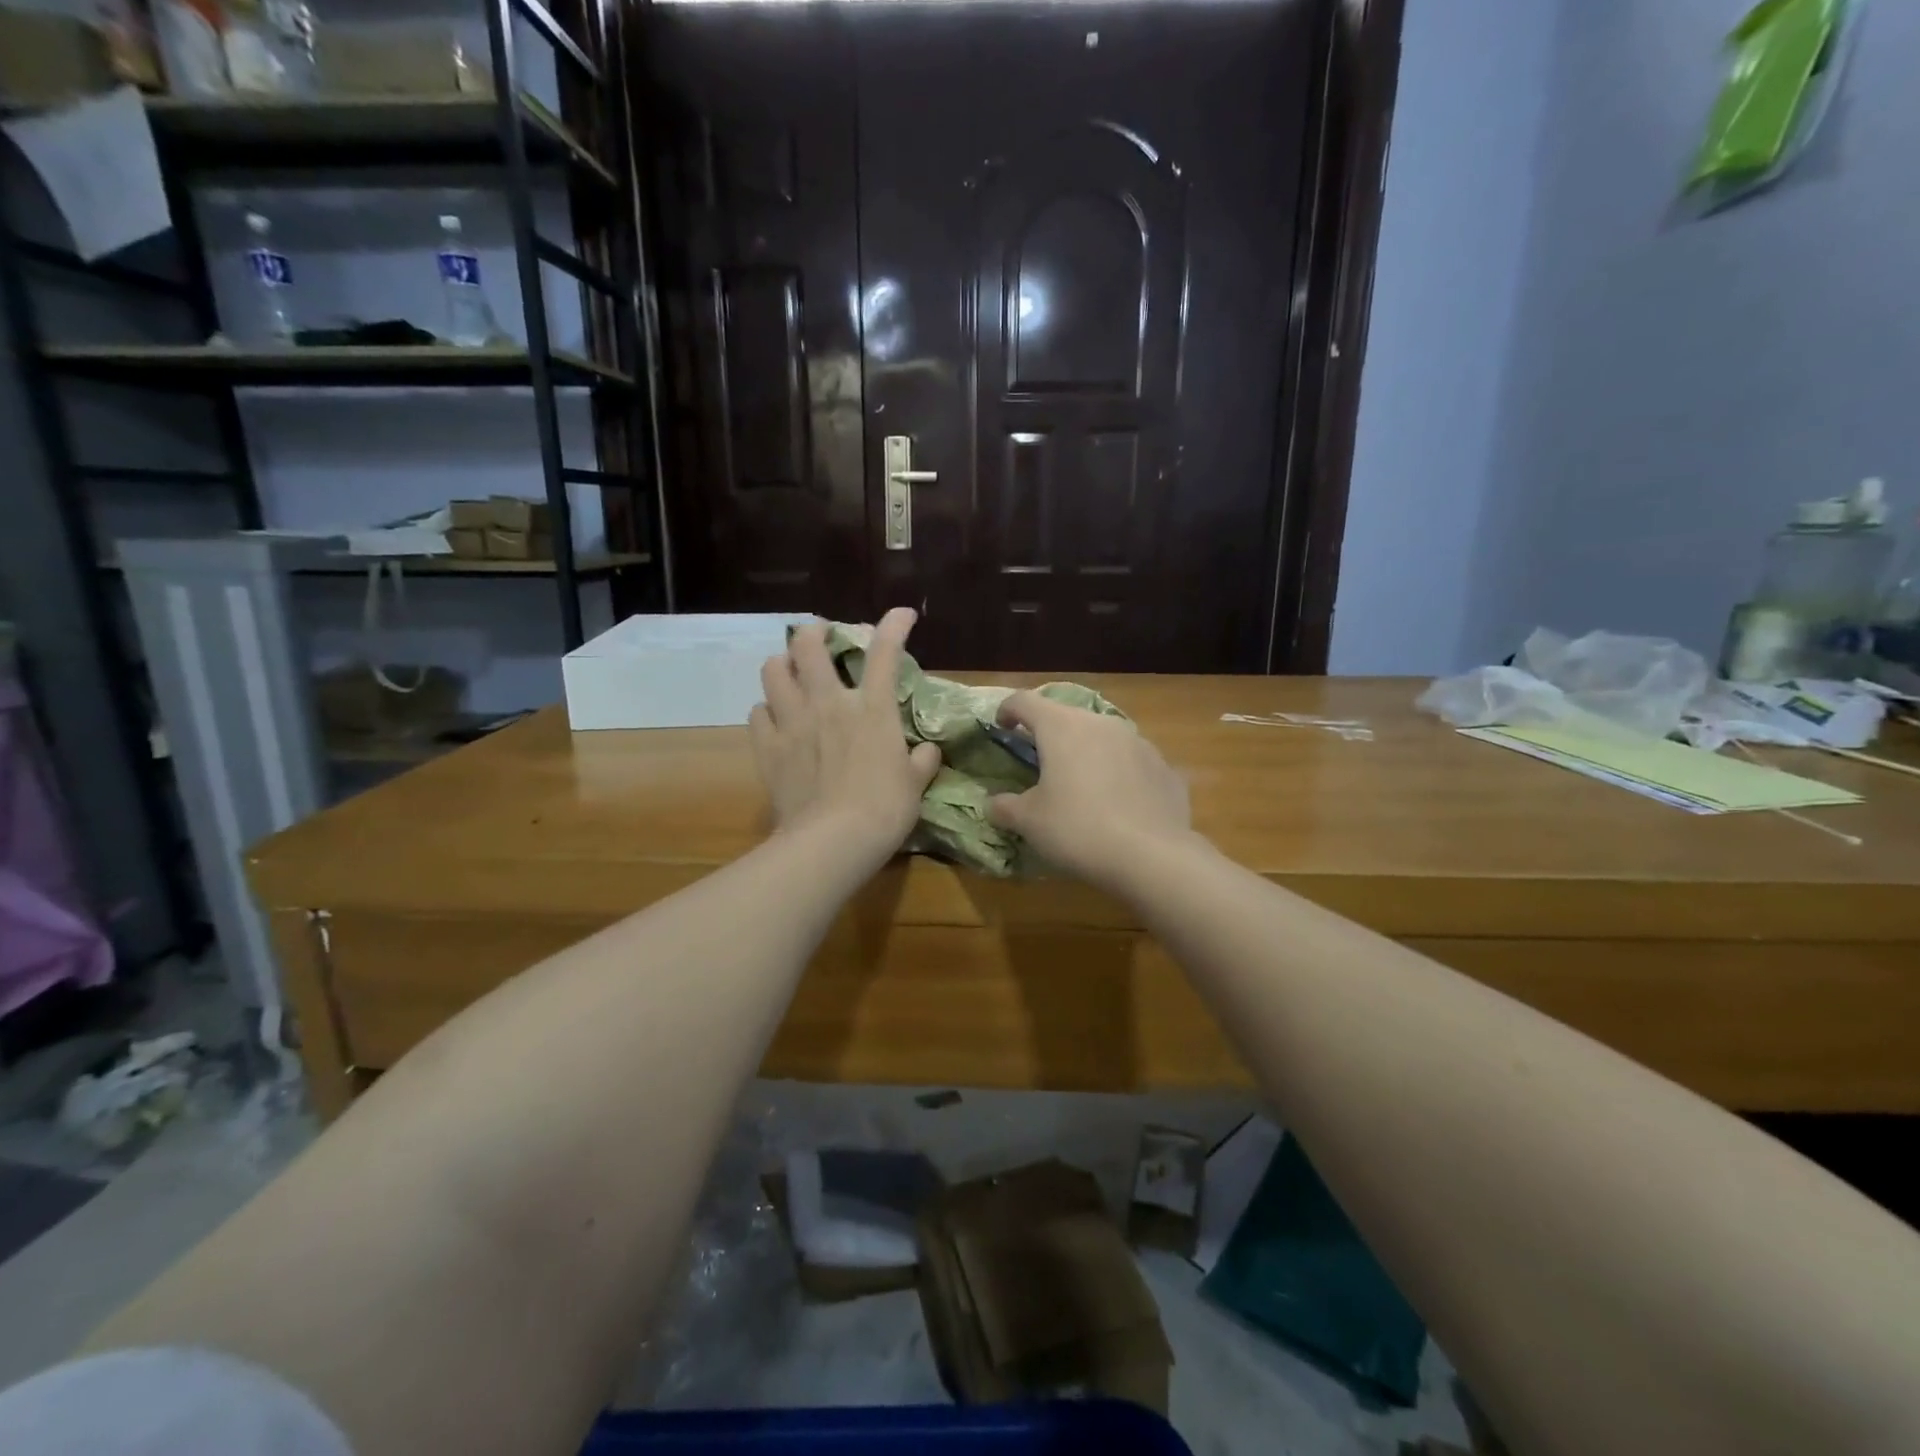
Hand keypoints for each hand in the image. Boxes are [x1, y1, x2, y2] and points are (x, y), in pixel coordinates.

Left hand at [749, 608, 941, 867]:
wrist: (833, 840)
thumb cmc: (884, 809)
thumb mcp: (915, 785)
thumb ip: (922, 762)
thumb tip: (928, 752)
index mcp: (871, 708)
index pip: (886, 653)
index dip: (894, 626)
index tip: (901, 614)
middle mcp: (828, 703)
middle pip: (808, 646)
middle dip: (813, 631)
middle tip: (819, 635)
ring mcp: (792, 722)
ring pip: (772, 671)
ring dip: (781, 665)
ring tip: (789, 672)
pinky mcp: (767, 748)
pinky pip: (756, 714)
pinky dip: (765, 711)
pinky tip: (774, 719)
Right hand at [985, 691, 1194, 894]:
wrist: (1152, 857)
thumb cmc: (1078, 829)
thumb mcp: (1029, 822)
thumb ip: (1005, 807)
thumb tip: (994, 804)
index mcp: (1062, 727)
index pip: (1025, 701)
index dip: (1008, 710)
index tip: (1001, 727)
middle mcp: (1101, 724)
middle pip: (1067, 717)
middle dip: (1049, 734)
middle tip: (1039, 762)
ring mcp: (1139, 743)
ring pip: (1104, 737)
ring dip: (1087, 752)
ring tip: (1082, 784)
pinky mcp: (1164, 768)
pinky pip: (1133, 763)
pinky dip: (1120, 774)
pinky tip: (1119, 804)